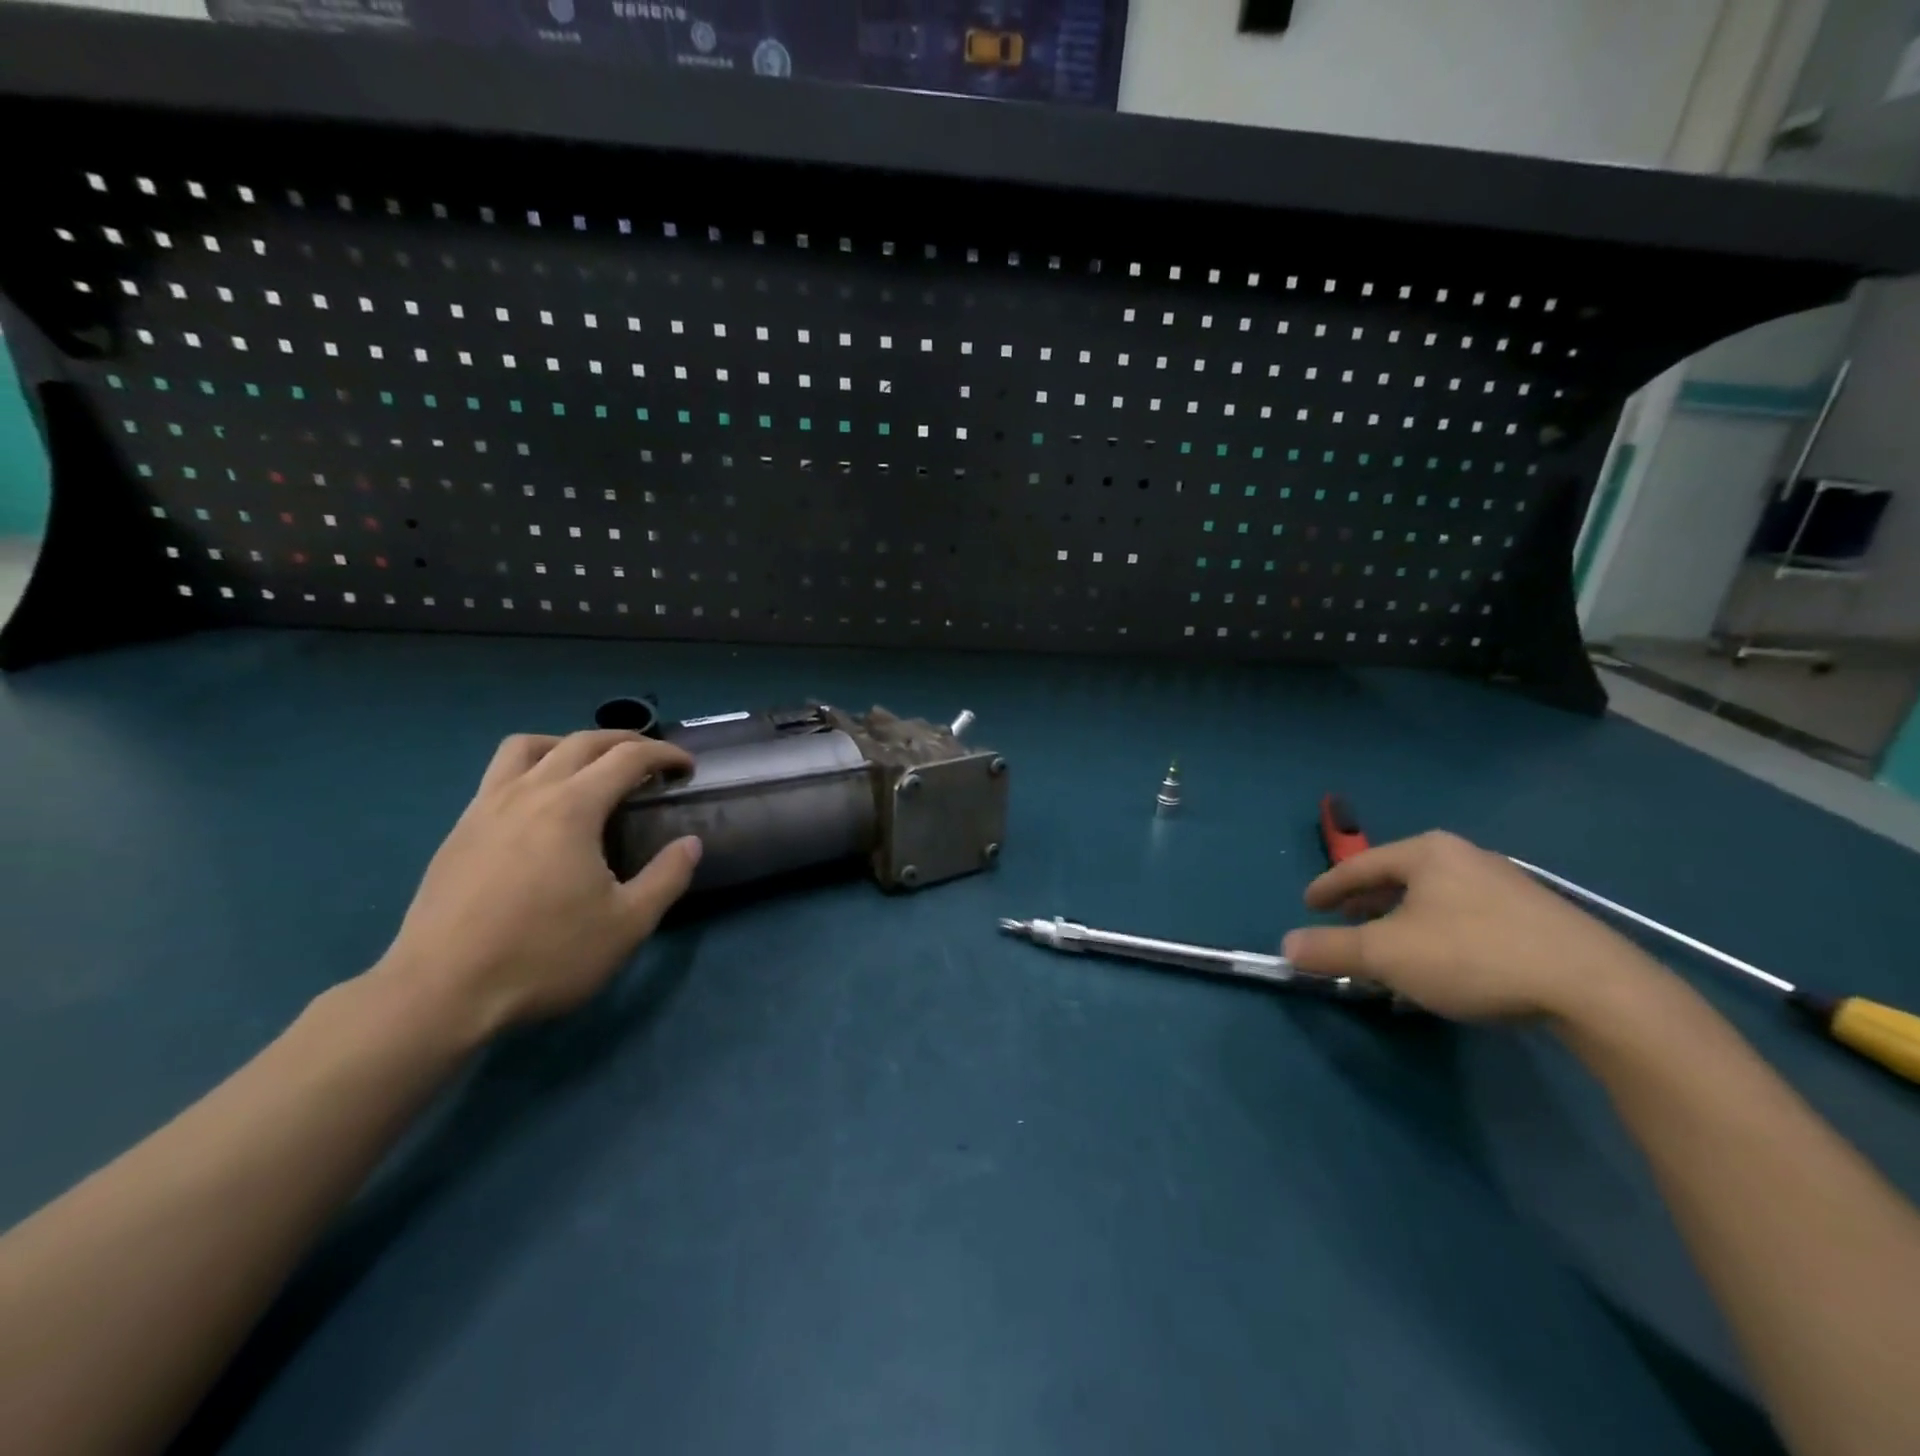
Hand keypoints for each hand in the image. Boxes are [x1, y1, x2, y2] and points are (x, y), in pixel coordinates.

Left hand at [374, 731, 701, 1041]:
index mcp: (572, 807)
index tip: (687, 768)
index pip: (628, 757)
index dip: (664, 755)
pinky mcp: (459, 830)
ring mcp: (486, 808)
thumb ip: (667, 877)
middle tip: (651, 760)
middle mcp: (528, 792)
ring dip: (568, 744)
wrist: (440, 993)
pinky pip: (498, 775)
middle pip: (581, 741)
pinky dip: (531, 770)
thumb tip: (690, 843)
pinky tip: (540, 808)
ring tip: (588, 768)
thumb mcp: (627, 924)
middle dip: (624, 741)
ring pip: (527, 746)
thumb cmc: (544, 955)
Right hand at [1282, 831, 1656, 1021]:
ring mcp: (1507, 884)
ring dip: (1403, 919)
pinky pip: (1466, 915)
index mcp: (1426, 852)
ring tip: (1391, 947)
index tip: (1308, 903)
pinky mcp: (1538, 916)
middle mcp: (1465, 856)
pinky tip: (1444, 962)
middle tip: (1346, 924)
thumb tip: (1286, 945)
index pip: (1360, 864)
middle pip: (1398, 876)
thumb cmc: (1474, 956)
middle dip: (1367, 902)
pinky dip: (1439, 931)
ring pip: (1434, 897)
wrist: (1596, 989)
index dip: (1328, 885)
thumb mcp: (1387, 955)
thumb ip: (1331, 948)